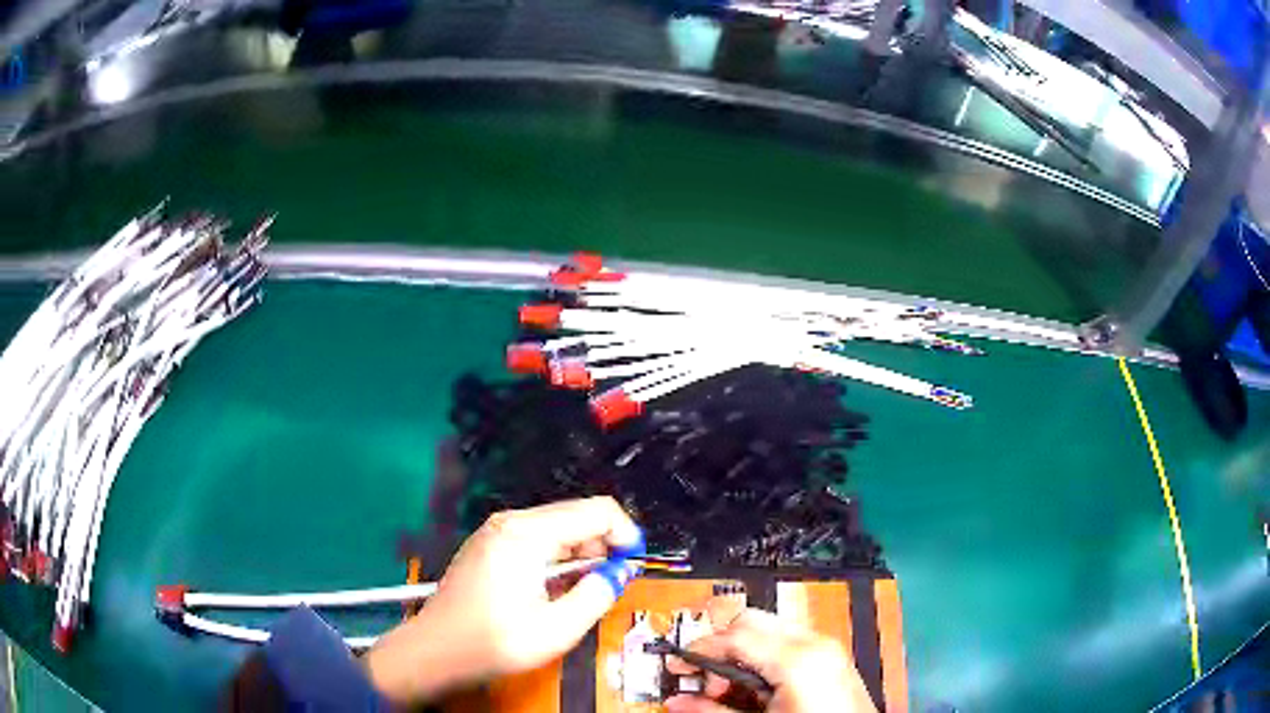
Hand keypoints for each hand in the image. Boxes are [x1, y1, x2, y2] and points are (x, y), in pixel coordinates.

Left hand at [364, 497, 642, 703]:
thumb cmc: (495, 641)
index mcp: (527, 534)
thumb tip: (621, 571)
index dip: (626, 534)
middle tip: (612, 582)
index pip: (596, 511)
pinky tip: (553, 588)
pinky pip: (535, 539)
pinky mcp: (488, 545)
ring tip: (582, 591)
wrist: (436, 651)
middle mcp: (510, 522)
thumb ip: (598, 594)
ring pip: (557, 528)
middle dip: (603, 544)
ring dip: (580, 554)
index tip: (635, 565)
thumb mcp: (559, 628)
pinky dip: (556, 557)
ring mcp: (495, 531)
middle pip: (576, 515)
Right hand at [665, 607, 876, 712]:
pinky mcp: (833, 658)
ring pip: (769, 629)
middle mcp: (815, 643)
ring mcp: (828, 648)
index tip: (680, 666)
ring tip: (728, 687)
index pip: (735, 634)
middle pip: (752, 621)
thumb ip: (713, 710)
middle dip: (720, 645)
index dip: (700, 649)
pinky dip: (764, 657)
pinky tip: (756, 687)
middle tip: (702, 676)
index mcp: (798, 657)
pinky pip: (789, 643)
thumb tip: (677, 701)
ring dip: (741, 652)